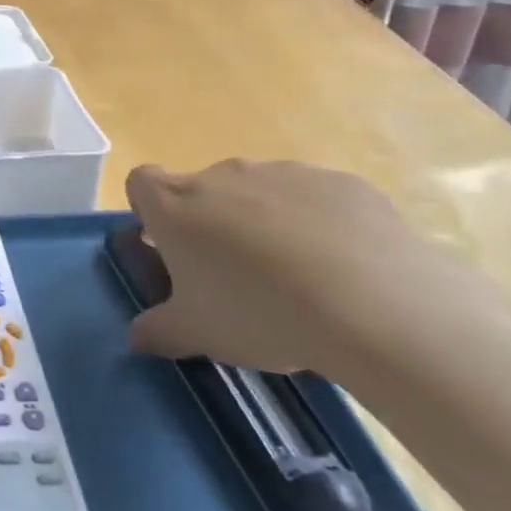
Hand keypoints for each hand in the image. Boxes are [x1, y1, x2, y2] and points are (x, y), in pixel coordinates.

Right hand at [122, 159, 472, 377]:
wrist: (375, 305)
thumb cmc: (260, 314)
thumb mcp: (199, 335)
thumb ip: (159, 331)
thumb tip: (136, 336)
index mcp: (175, 206)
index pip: (141, 183)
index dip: (150, 210)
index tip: (169, 244)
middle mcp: (221, 176)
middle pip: (202, 189)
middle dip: (212, 222)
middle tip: (236, 275)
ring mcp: (282, 173)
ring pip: (260, 192)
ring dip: (265, 221)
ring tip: (298, 277)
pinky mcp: (339, 182)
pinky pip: (316, 198)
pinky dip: (320, 223)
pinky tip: (345, 267)